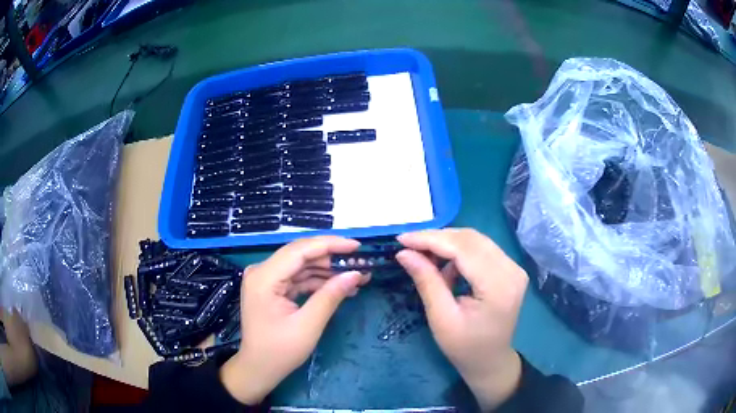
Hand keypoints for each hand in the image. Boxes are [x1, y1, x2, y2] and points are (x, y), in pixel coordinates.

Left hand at [220, 236, 368, 404]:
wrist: (259, 368)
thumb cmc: (280, 351)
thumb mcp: (308, 325)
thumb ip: (330, 296)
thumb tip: (355, 273)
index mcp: (264, 277)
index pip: (300, 250)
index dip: (331, 245)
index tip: (357, 247)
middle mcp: (262, 271)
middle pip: (301, 255)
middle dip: (332, 258)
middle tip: (361, 263)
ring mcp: (266, 279)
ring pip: (302, 265)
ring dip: (328, 271)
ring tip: (357, 277)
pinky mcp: (272, 288)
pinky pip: (298, 278)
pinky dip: (319, 282)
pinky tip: (340, 287)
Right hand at [396, 229, 527, 410]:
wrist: (490, 360)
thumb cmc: (464, 347)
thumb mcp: (441, 318)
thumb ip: (426, 281)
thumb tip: (403, 253)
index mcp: (498, 286)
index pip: (463, 249)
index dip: (430, 240)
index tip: (402, 239)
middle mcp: (512, 270)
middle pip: (471, 239)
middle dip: (437, 238)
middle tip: (409, 246)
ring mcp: (514, 267)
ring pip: (476, 240)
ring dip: (447, 243)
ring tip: (424, 256)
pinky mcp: (510, 269)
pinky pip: (482, 249)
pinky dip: (459, 251)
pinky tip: (445, 266)